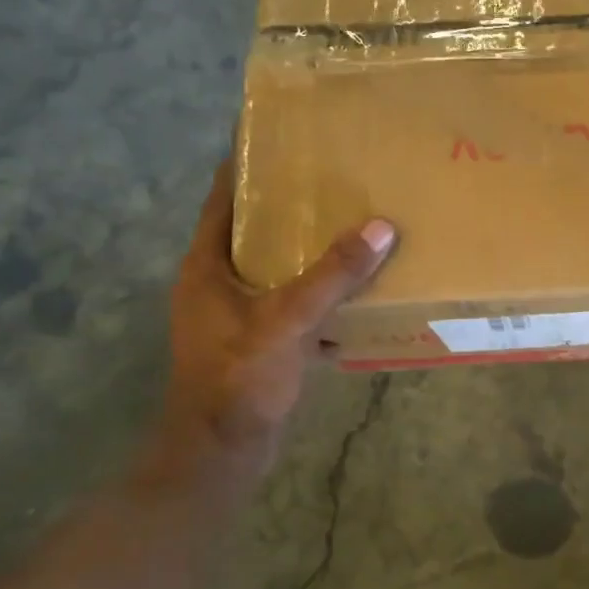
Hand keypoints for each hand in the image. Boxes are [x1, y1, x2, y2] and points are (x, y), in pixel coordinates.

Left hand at [162, 162, 395, 470]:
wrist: (221, 453)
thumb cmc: (240, 377)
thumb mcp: (287, 319)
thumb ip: (333, 275)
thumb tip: (380, 227)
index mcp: (208, 266)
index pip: (224, 198)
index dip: (246, 164)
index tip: (282, 135)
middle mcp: (217, 284)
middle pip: (254, 231)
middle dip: (291, 206)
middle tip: (335, 178)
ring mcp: (236, 316)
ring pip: (277, 270)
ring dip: (309, 253)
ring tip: (352, 228)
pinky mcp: (258, 344)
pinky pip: (292, 306)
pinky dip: (320, 297)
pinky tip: (356, 295)